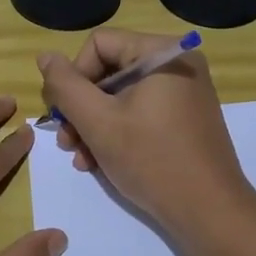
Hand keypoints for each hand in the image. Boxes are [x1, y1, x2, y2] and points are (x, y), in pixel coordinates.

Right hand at [36, 29, 255, 241]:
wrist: (209, 211)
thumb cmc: (152, 160)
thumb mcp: (98, 122)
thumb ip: (66, 86)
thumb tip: (45, 57)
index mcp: (162, 52)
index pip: (99, 44)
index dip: (73, 76)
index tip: (64, 114)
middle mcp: (178, 63)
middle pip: (109, 70)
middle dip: (81, 107)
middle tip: (65, 142)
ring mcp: (185, 92)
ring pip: (122, 95)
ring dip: (94, 124)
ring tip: (80, 158)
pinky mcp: (186, 118)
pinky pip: (141, 112)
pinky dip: (118, 132)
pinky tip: (99, 162)